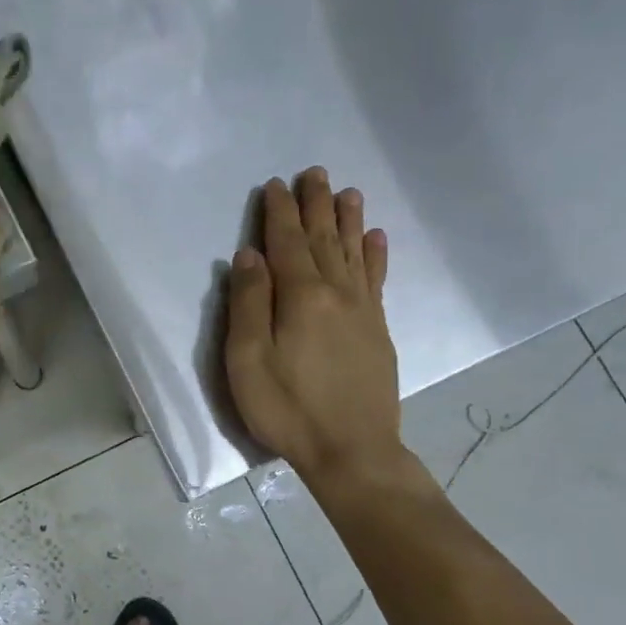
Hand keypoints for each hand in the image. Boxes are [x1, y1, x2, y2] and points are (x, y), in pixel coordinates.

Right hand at [225, 170, 414, 494]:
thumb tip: (249, 256)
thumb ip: (248, 304)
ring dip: (348, 220)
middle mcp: (336, 293)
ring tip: (347, 191)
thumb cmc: (287, 408)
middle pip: (324, 239)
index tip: (275, 184)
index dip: (280, 213)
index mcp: (300, 297)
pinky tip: (376, 238)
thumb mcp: (247, 360)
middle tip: (314, 172)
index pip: (287, 243)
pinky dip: (375, 256)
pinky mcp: (378, 331)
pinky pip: (377, 281)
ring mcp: (363, 311)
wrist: (352, 451)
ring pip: (354, 253)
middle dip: (316, 205)